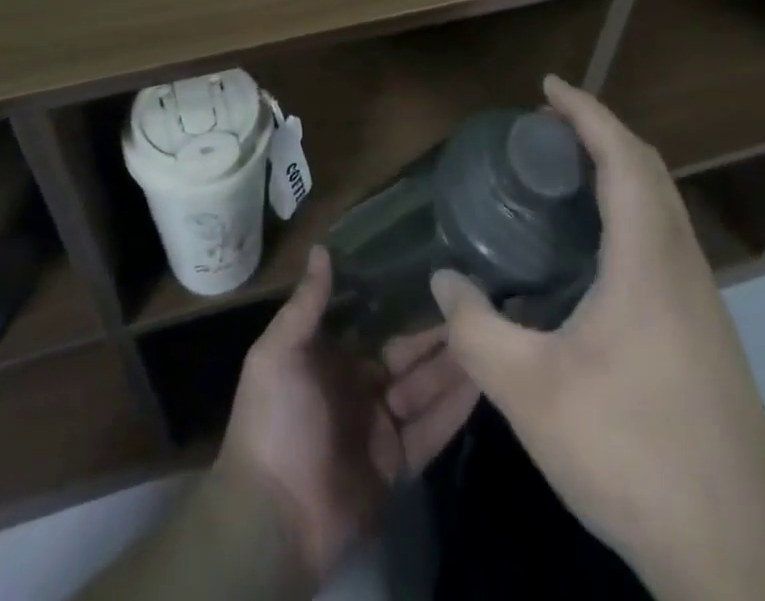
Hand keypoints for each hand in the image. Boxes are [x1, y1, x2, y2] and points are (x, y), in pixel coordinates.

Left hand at [216, 246, 478, 586]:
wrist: (274, 518)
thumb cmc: (273, 420)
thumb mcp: (278, 353)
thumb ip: (306, 304)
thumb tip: (321, 247)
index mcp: (330, 357)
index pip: (373, 321)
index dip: (401, 299)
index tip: (433, 270)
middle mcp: (358, 385)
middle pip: (406, 353)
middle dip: (436, 332)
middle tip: (476, 300)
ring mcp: (380, 426)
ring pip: (424, 388)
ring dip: (453, 364)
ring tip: (490, 332)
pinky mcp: (397, 463)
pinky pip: (431, 430)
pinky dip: (455, 408)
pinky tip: (484, 382)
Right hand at [430, 76, 764, 574]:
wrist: (738, 549)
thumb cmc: (631, 451)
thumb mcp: (530, 392)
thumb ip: (475, 329)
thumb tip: (443, 279)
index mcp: (647, 259)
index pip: (623, 156)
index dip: (586, 112)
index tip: (548, 87)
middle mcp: (682, 263)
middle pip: (649, 169)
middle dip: (600, 132)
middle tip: (546, 128)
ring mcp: (702, 298)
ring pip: (663, 204)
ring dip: (620, 170)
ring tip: (565, 174)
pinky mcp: (706, 329)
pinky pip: (665, 236)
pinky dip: (631, 208)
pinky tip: (595, 247)